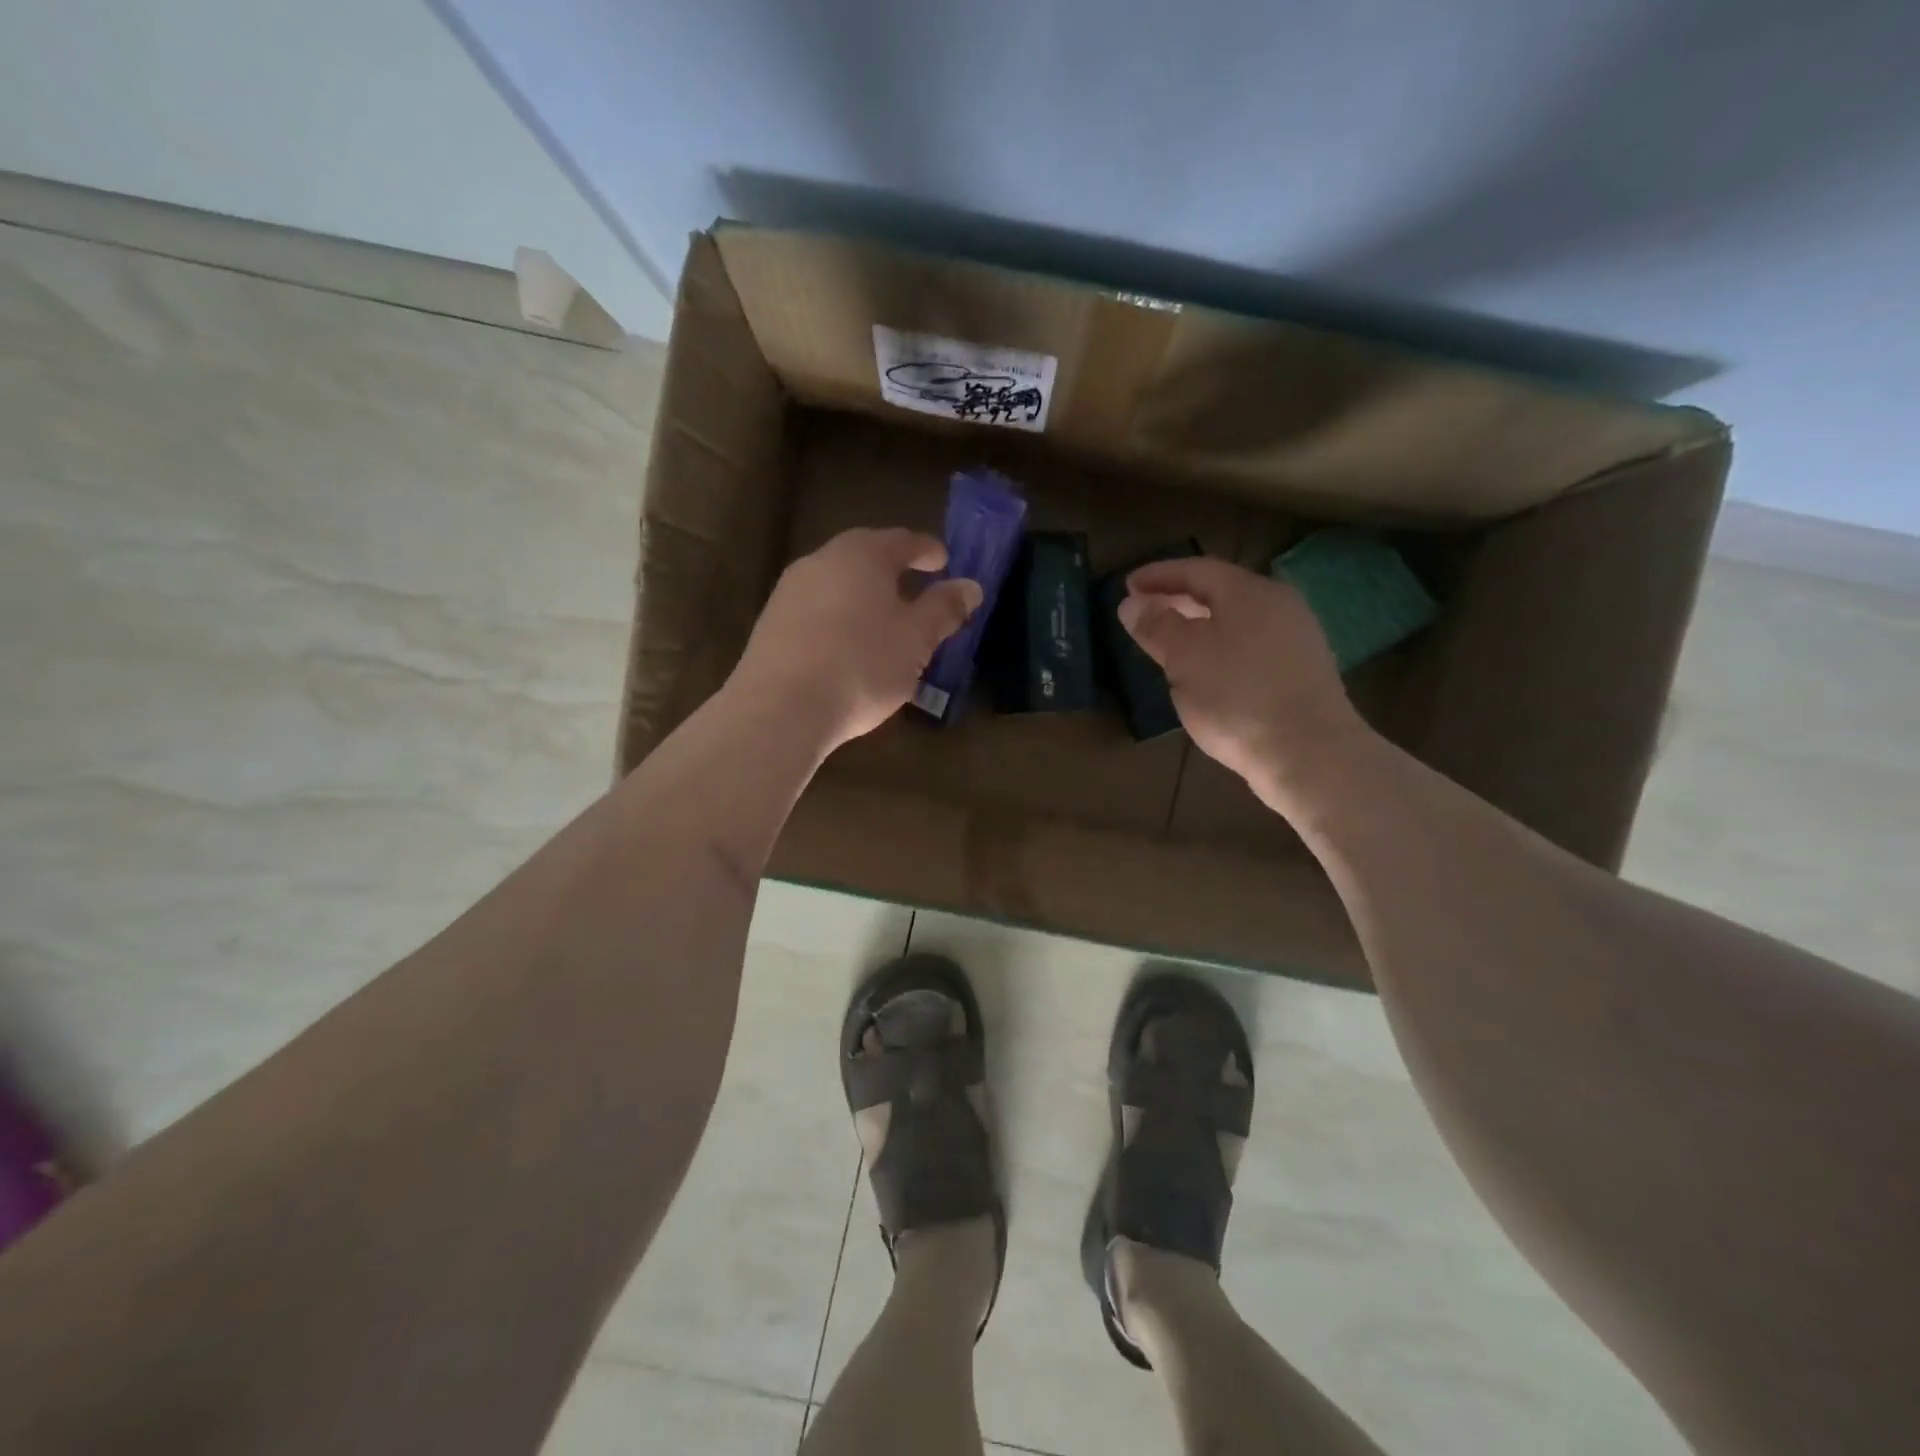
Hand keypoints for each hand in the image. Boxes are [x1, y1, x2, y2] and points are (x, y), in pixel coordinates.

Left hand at [732, 528, 983, 751]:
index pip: (902, 541)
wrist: (781, 709)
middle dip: (893, 572)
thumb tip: (970, 586)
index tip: (945, 561)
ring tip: (885, 622)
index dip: (928, 550)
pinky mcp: (771, 625)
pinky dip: (840, 619)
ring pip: (838, 584)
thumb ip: (944, 608)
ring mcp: (789, 592)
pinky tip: (848, 647)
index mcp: (861, 554)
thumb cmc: (862, 665)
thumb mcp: (916, 640)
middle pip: (865, 558)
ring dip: (864, 597)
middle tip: (917, 590)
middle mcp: (821, 561)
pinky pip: (817, 611)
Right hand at [1118, 557, 1367, 806]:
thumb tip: (1133, 603)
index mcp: (1249, 592)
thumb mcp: (1184, 659)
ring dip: (1199, 625)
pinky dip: (1221, 648)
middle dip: (1179, 599)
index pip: (1196, 569)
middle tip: (1145, 610)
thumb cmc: (1237, 697)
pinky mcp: (1302, 672)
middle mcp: (1279, 605)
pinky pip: (1251, 646)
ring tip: (1170, 643)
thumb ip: (1156, 626)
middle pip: (1220, 592)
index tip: (1127, 586)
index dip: (1158, 575)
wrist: (1309, 754)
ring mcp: (1296, 639)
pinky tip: (1206, 672)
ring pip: (1237, 621)